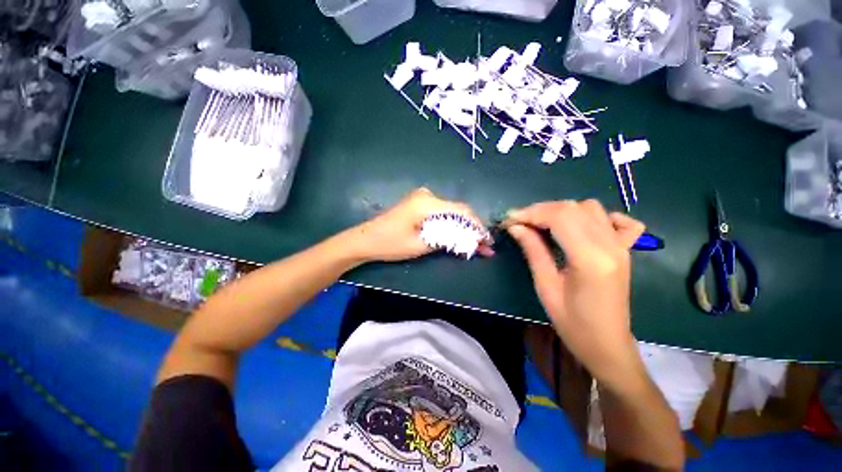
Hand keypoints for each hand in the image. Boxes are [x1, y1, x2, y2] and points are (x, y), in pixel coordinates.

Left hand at [350, 188, 492, 262]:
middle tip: (484, 246)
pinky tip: (458, 235)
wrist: (365, 240)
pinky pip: (441, 213)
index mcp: (427, 203)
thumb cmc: (390, 243)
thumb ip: (447, 239)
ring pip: (450, 212)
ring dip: (462, 227)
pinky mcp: (418, 205)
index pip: (461, 211)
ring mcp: (422, 199)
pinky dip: (451, 224)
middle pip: (458, 210)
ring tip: (474, 244)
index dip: (477, 226)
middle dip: (472, 228)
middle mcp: (427, 195)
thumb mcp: (421, 245)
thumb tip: (470, 240)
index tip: (487, 241)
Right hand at [504, 200, 646, 391]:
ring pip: (590, 208)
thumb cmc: (572, 323)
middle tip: (519, 222)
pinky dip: (597, 216)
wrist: (607, 344)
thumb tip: (515, 227)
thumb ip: (533, 250)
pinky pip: (618, 221)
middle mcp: (610, 246)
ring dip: (561, 211)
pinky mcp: (624, 250)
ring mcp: (621, 246)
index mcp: (590, 259)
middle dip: (540, 210)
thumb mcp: (546, 286)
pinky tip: (582, 225)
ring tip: (542, 224)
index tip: (509, 219)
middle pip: (573, 208)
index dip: (530, 213)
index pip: (559, 217)